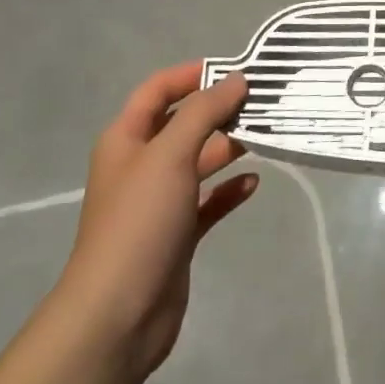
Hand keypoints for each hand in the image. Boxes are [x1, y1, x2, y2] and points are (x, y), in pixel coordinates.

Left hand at [56, 63, 257, 380]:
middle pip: (182, 124)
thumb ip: (204, 112)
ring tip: (265, 135)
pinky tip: (255, 182)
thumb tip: (236, 79)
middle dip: (218, 111)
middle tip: (262, 103)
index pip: (157, 90)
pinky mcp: (177, 234)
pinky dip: (229, 190)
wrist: (118, 314)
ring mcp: (159, 202)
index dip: (192, 74)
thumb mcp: (171, 154)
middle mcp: (141, 165)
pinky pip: (208, 201)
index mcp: (126, 139)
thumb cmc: (140, 221)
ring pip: (198, 161)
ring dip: (228, 147)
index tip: (235, 69)